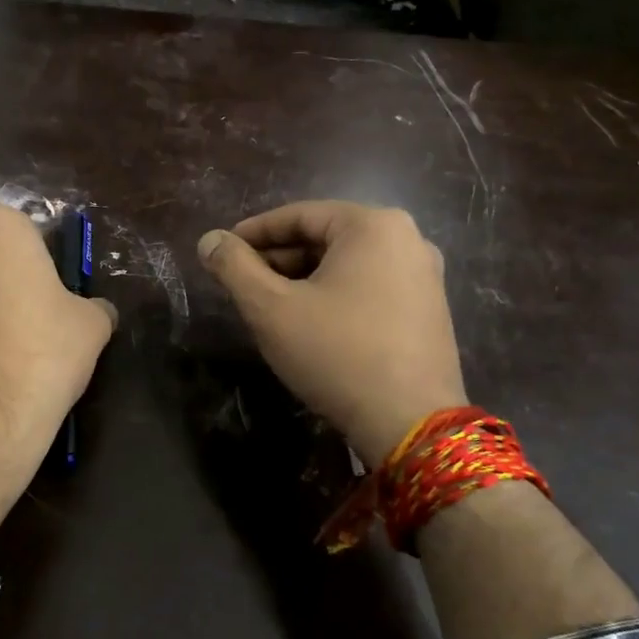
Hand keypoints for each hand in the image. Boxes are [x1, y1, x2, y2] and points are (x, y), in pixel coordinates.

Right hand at [197, 201, 466, 469]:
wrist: (409, 422)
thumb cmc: (335, 353)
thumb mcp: (271, 308)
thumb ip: (234, 267)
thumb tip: (209, 240)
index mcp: (373, 225)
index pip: (299, 215)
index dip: (253, 233)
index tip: (222, 251)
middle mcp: (407, 239)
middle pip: (325, 238)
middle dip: (279, 259)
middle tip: (242, 283)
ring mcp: (424, 276)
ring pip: (347, 265)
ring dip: (303, 279)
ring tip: (268, 306)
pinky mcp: (429, 310)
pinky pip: (370, 287)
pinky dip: (334, 296)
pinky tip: (309, 324)